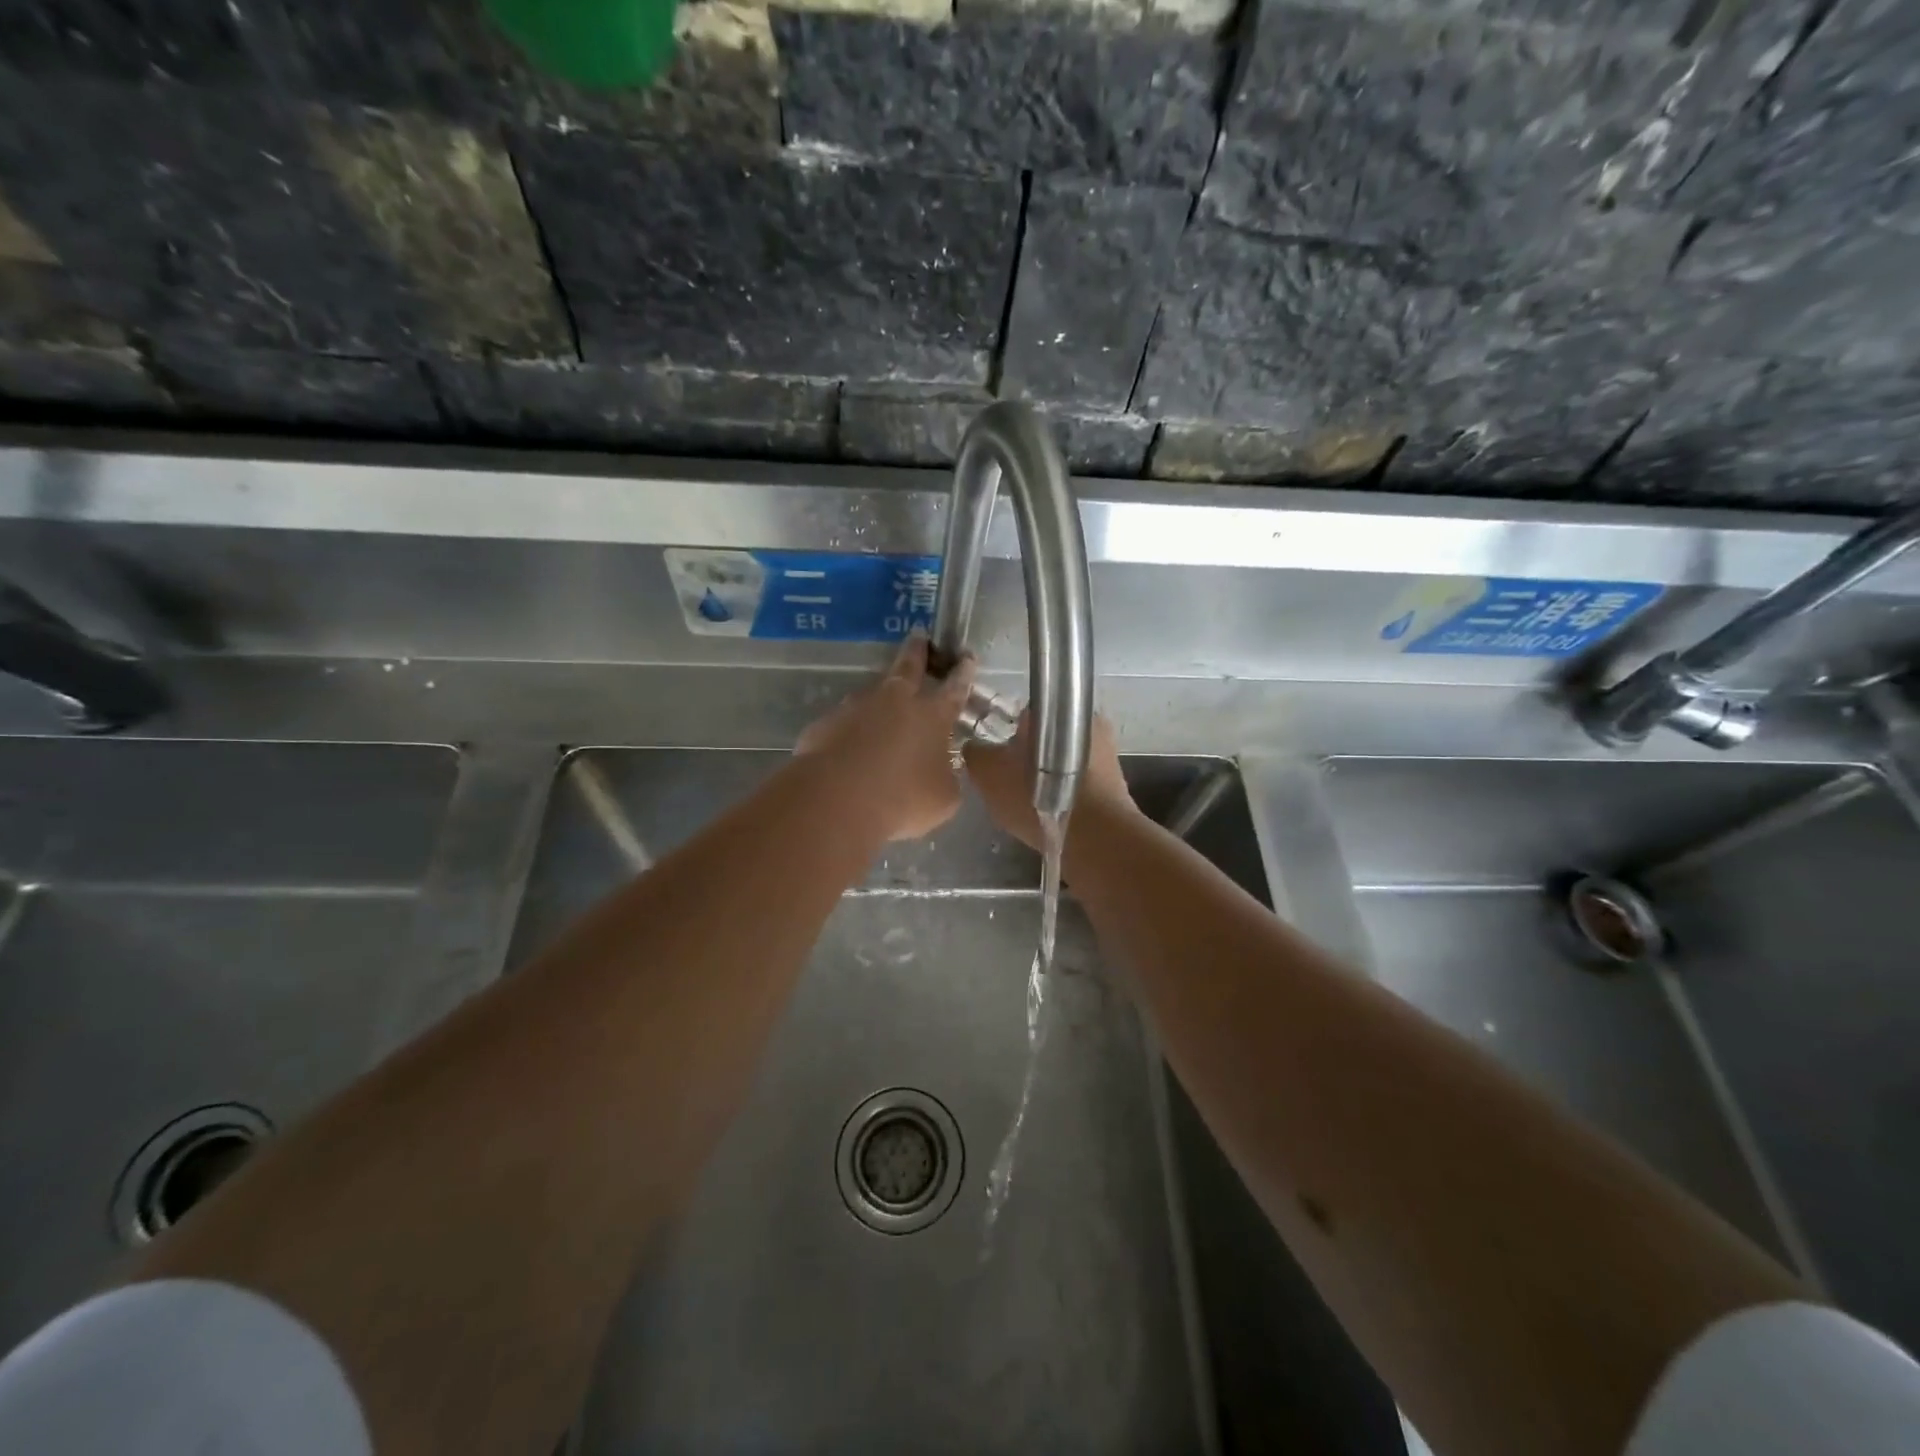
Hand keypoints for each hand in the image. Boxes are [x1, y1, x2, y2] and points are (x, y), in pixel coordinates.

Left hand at [795, 632, 977, 841]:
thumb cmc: (903, 799)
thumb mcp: (943, 798)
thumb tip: (941, 771)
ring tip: (881, 708)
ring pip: (872, 694)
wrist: (837, 799)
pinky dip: (850, 731)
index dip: (963, 672)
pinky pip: (844, 724)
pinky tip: (849, 749)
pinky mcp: (826, 723)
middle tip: (918, 635)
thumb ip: (946, 778)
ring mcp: (856, 708)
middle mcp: (895, 702)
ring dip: (880, 698)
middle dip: (917, 651)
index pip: (954, 689)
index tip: (966, 656)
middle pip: (908, 667)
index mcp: (932, 716)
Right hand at [964, 712, 1133, 851]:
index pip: (1021, 713)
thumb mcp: (989, 775)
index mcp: (1052, 709)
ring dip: (1048, 774)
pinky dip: (1065, 790)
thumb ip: (976, 754)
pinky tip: (1052, 810)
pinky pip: (1080, 779)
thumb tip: (973, 746)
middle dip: (1029, 754)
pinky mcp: (1116, 779)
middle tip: (1011, 781)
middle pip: (1045, 735)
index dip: (1005, 734)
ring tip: (1030, 800)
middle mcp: (1084, 720)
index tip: (996, 757)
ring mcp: (1105, 750)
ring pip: (1064, 757)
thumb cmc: (1036, 797)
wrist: (1095, 837)